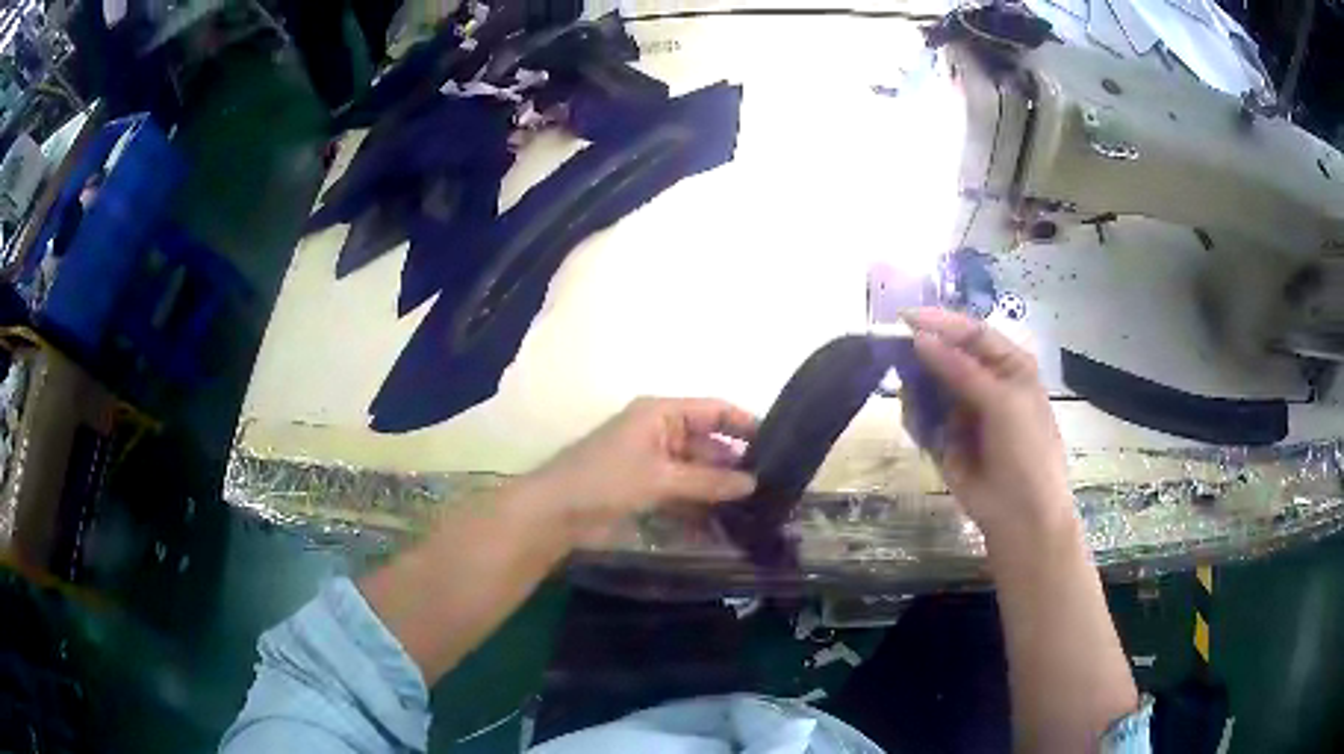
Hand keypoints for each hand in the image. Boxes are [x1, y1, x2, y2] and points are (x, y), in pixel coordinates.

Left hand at [530, 397, 758, 545]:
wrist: (555, 513)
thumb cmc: (605, 480)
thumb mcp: (660, 477)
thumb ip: (708, 480)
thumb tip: (753, 483)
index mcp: (661, 413)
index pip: (713, 409)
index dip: (744, 423)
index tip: (778, 443)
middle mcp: (660, 432)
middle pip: (708, 443)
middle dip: (735, 463)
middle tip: (773, 486)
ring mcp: (653, 463)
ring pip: (697, 472)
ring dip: (720, 488)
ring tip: (757, 507)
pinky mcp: (647, 490)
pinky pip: (682, 493)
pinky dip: (700, 506)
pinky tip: (725, 524)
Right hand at [903, 308, 1073, 548]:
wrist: (1021, 515)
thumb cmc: (1025, 451)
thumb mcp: (1000, 402)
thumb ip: (960, 368)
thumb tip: (919, 338)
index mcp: (1009, 366)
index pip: (972, 333)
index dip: (940, 322)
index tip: (904, 318)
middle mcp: (986, 383)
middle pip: (947, 356)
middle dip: (922, 355)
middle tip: (893, 354)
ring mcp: (965, 411)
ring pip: (931, 386)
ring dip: (916, 387)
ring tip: (908, 394)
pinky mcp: (946, 439)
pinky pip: (924, 418)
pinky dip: (915, 416)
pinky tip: (915, 420)